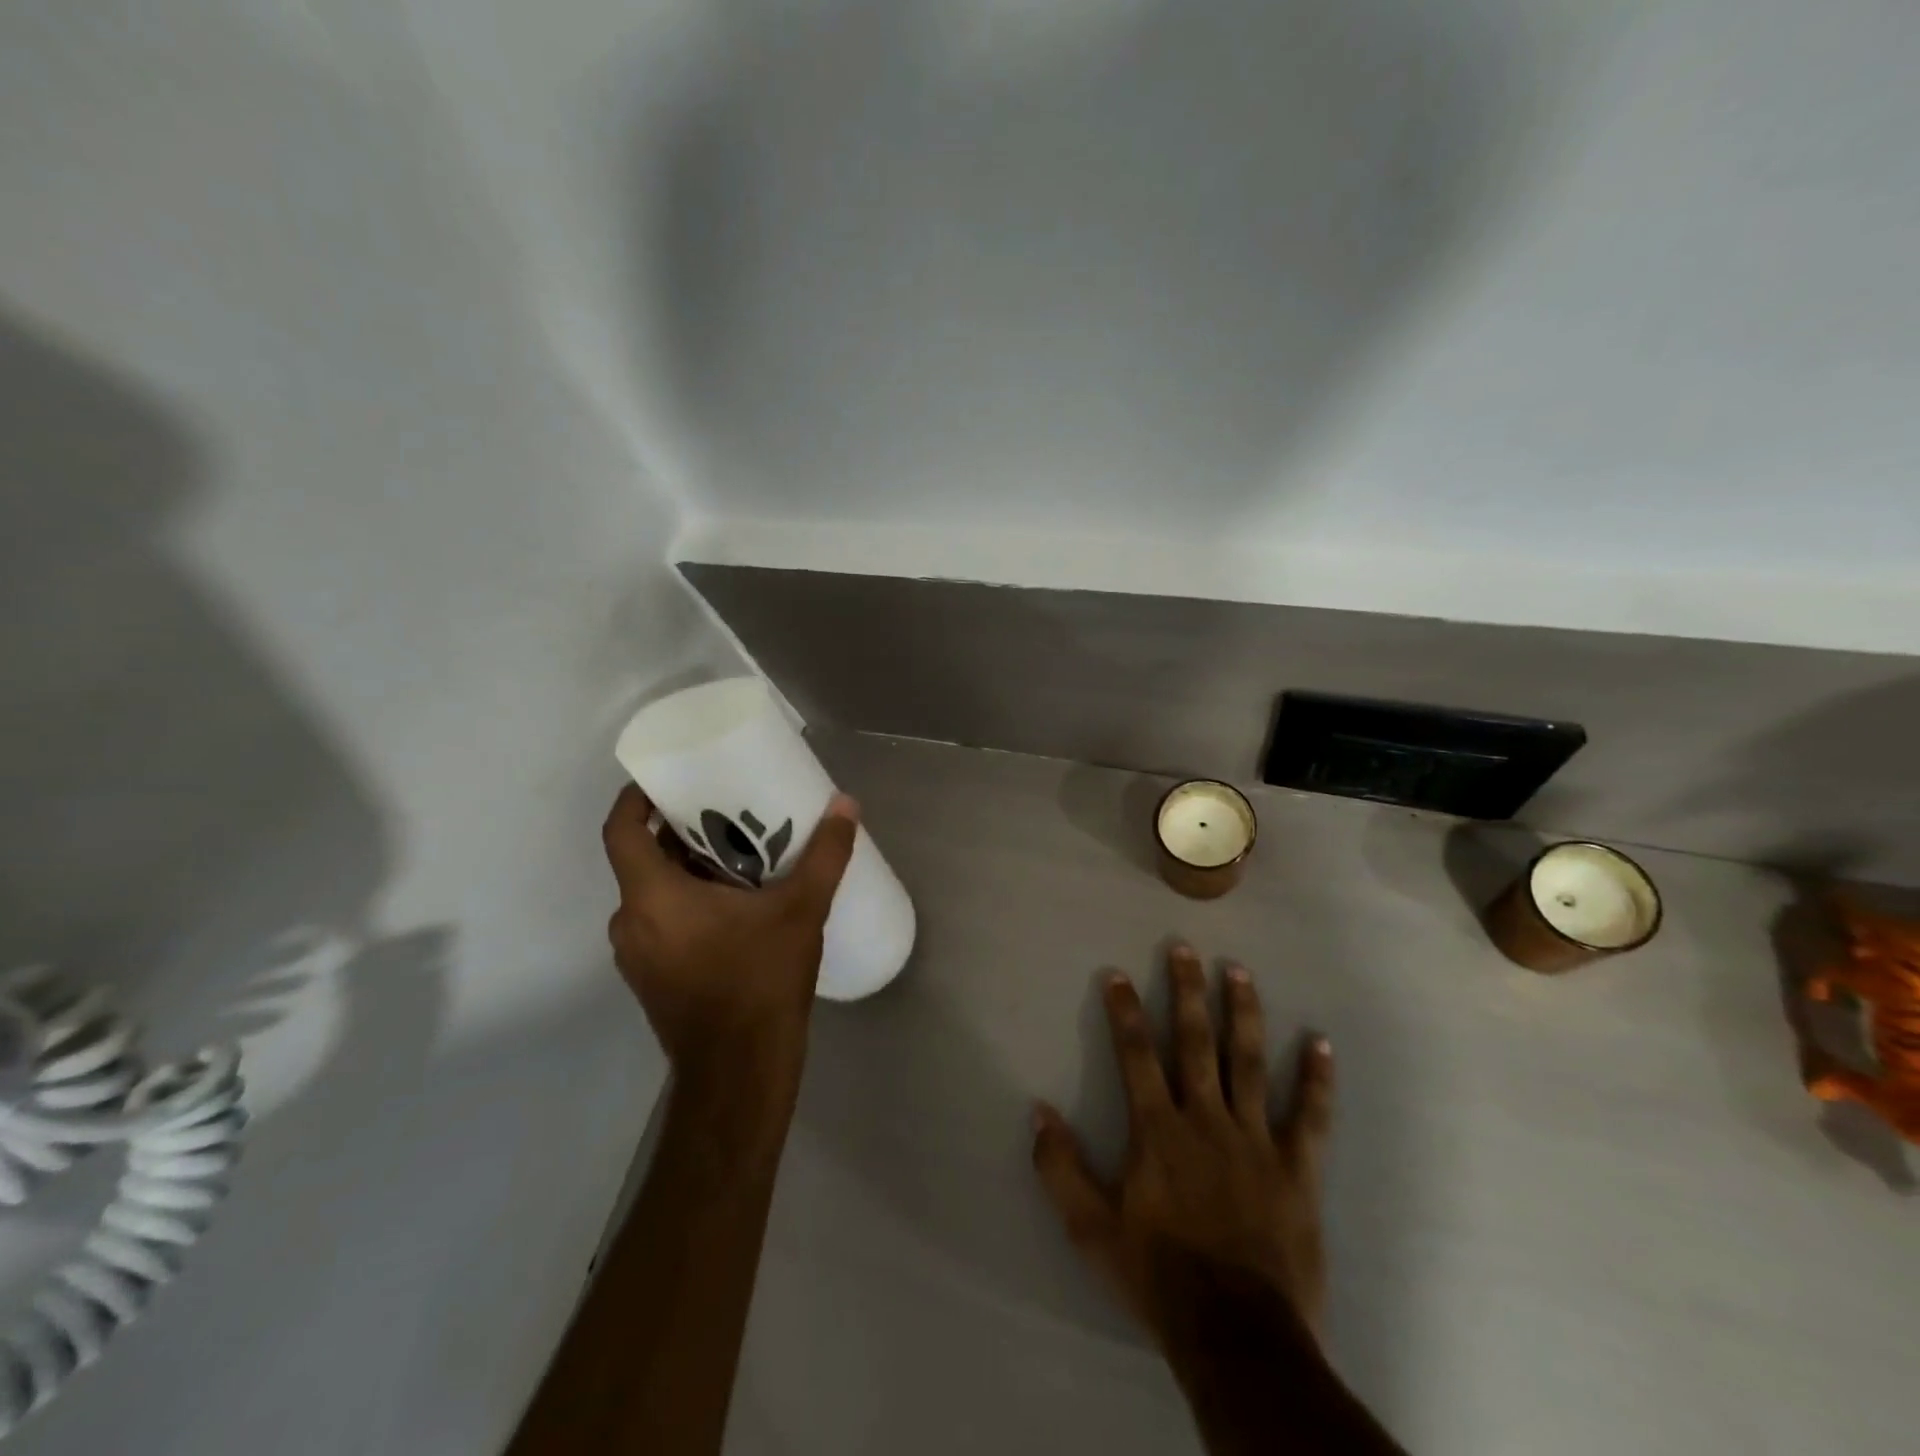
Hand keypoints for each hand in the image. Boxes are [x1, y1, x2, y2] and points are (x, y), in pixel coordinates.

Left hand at [601, 785, 859, 1124]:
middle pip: (642, 860)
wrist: (740, 1072)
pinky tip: (735, 908)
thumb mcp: (801, 911)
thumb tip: (846, 806)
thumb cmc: (760, 982)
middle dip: (678, 833)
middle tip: (724, 812)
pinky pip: (661, 923)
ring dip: (686, 871)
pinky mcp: (652, 979)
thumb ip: (824, 856)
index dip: (636, 799)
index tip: (667, 780)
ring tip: (737, 856)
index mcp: (652, 897)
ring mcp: (637, 956)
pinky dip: (687, 904)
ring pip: (652, 894)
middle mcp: (631, 923)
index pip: (621, 831)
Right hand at [1032, 944, 1334, 1350]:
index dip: (1124, 1011)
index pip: (1136, 1054)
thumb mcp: (1091, 1230)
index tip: (1118, 974)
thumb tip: (1038, 1111)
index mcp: (1158, 1131)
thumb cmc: (1159, 1277)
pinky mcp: (1297, 1168)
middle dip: (1187, 991)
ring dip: (1243, 1013)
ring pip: (1248, 1062)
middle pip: (1195, 1042)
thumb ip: (1061, 1168)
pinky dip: (1316, 1078)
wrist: (1237, 1336)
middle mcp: (1206, 1120)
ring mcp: (1256, 1140)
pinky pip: (1310, 1116)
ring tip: (1239, 971)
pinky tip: (1320, 1041)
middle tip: (1184, 948)